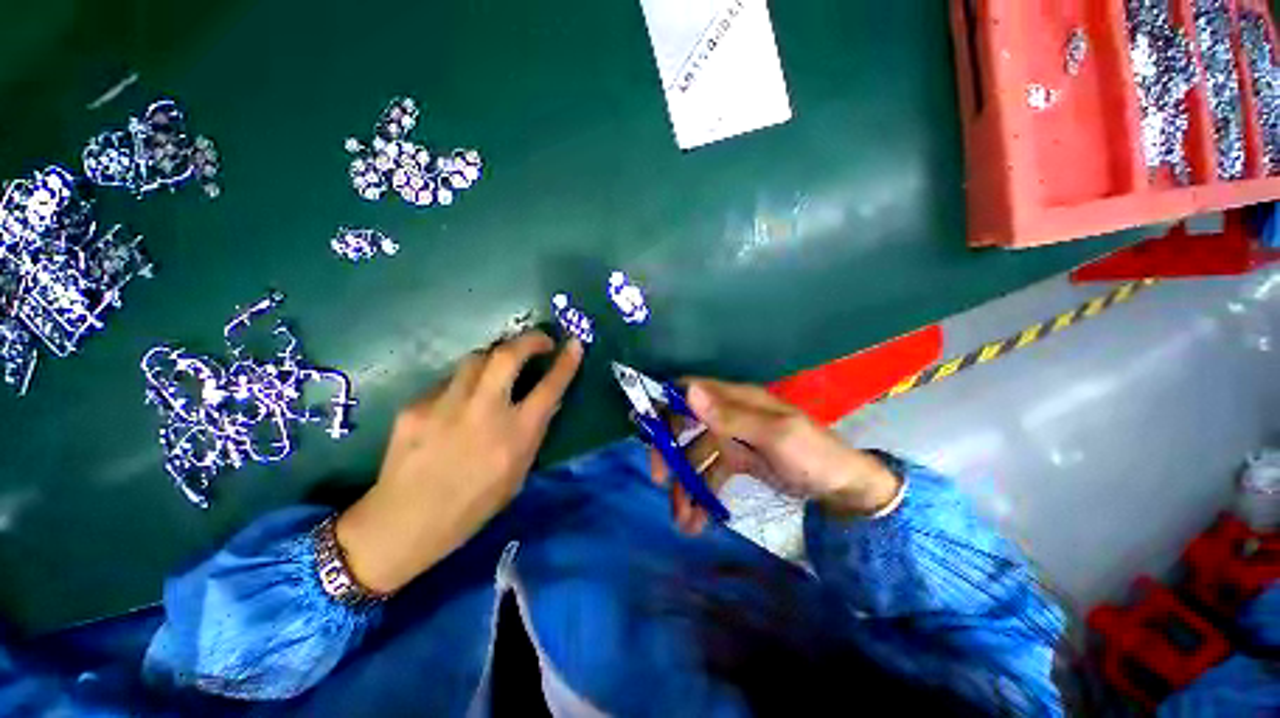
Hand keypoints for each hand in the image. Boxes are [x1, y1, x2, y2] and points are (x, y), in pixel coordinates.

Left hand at [336, 331, 583, 592]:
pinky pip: (448, 381)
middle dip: (530, 339)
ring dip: (495, 357)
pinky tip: (457, 403)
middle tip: (540, 340)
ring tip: (498, 369)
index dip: (566, 362)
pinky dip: (462, 384)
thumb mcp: (518, 473)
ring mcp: (445, 406)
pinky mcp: (415, 406)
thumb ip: (533, 433)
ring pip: (476, 358)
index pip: (550, 388)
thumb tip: (546, 401)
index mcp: (515, 435)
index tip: (574, 344)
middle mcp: (483, 413)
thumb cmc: (473, 505)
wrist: (404, 523)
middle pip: (508, 355)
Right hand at [648, 378, 901, 534]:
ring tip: (682, 521)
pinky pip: (710, 475)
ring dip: (685, 486)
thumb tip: (689, 390)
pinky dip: (701, 495)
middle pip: (685, 424)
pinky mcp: (737, 461)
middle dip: (670, 451)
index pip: (690, 390)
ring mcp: (732, 439)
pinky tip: (698, 520)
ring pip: (696, 456)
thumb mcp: (776, 436)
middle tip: (659, 479)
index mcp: (737, 399)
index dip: (665, 403)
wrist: (845, 491)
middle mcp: (729, 415)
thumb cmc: (814, 456)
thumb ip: (732, 415)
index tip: (645, 428)